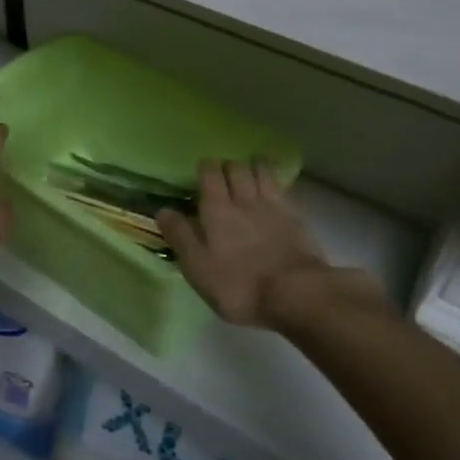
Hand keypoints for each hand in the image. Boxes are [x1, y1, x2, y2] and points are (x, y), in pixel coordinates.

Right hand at [158, 160, 336, 327]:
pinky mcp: (296, 217)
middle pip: (236, 167)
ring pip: (262, 171)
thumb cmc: (238, 286)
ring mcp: (274, 205)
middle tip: (223, 177)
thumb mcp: (198, 268)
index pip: (210, 172)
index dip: (205, 168)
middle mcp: (244, 199)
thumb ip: (181, 236)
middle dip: (228, 166)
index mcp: (217, 209)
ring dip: (253, 167)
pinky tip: (273, 192)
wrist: (296, 293)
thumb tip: (163, 210)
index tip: (201, 174)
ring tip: (249, 174)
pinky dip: (274, 182)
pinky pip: (281, 188)